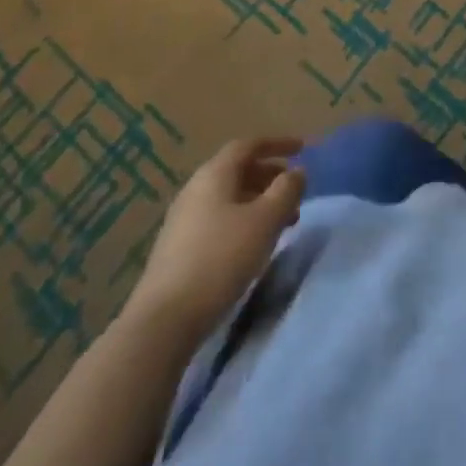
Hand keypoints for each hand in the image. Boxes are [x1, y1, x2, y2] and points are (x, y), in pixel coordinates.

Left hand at [125, 137, 306, 346]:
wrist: (163, 321)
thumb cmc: (221, 259)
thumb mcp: (265, 221)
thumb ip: (286, 190)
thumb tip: (297, 172)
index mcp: (214, 174)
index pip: (249, 145)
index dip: (277, 144)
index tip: (302, 149)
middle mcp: (195, 189)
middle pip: (238, 171)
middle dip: (270, 177)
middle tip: (294, 192)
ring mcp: (183, 220)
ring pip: (229, 198)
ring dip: (258, 203)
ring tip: (281, 224)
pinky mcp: (178, 249)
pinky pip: (218, 220)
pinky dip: (242, 222)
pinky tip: (253, 246)